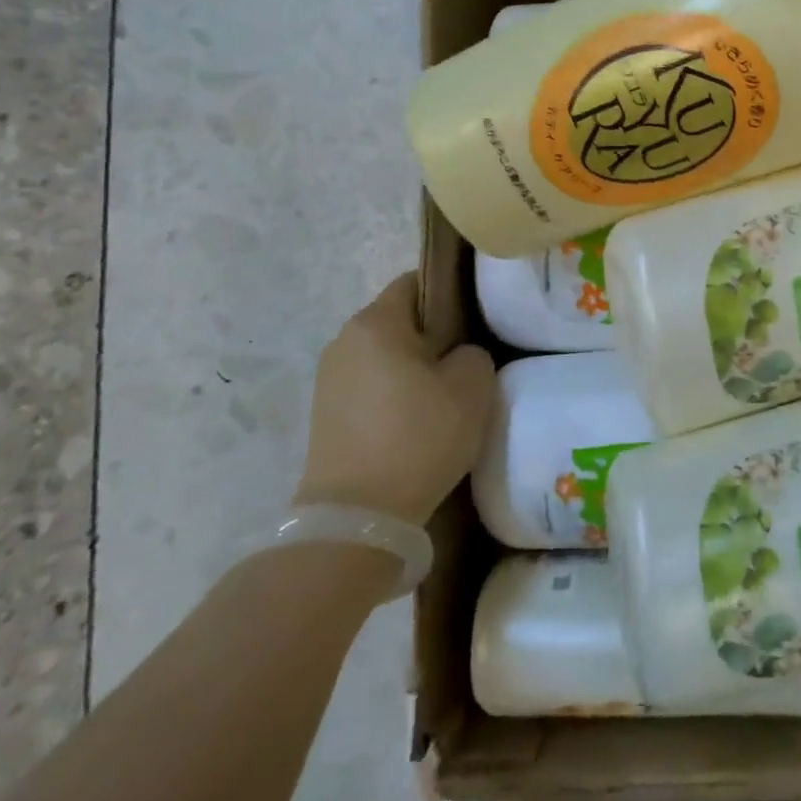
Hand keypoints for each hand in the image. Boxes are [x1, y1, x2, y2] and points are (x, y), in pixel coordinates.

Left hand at [294, 273, 494, 525]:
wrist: (358, 517)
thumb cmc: (419, 436)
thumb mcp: (473, 386)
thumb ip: (473, 353)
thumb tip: (457, 356)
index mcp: (376, 322)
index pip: (417, 282)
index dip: (450, 294)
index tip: (476, 320)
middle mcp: (344, 341)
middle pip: (399, 321)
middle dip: (433, 335)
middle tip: (467, 362)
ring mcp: (328, 380)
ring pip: (384, 356)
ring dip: (412, 368)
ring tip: (444, 397)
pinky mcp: (324, 416)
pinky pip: (369, 387)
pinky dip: (393, 396)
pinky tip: (416, 424)